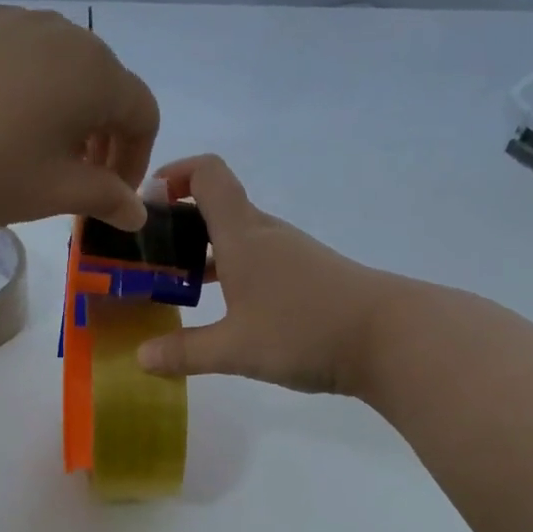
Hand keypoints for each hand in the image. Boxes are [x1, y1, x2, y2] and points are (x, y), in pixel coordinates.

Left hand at [0, 4, 157, 232]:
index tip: (113, 197)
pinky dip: (27, 93)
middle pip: (105, 85)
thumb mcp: (53, 193)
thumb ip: (105, 198)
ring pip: (60, 69)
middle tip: (80, 180)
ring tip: (38, 154)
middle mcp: (61, 33)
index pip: (142, 113)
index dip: (137, 160)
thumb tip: (137, 213)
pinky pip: (18, 59)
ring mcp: (10, 21)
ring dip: (66, 114)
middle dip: (104, 136)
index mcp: (94, 72)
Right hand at [136, 154, 403, 395]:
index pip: (207, 174)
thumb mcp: (235, 348)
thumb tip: (141, 357)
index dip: (175, 174)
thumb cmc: (304, 329)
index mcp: (242, 234)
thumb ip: (184, 352)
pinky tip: (228, 310)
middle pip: (219, 207)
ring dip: (206, 252)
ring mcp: (292, 254)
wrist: (391, 338)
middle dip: (180, 224)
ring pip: (239, 238)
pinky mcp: (310, 276)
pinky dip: (234, 273)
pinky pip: (260, 262)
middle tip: (150, 257)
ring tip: (179, 287)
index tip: (148, 202)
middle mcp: (266, 234)